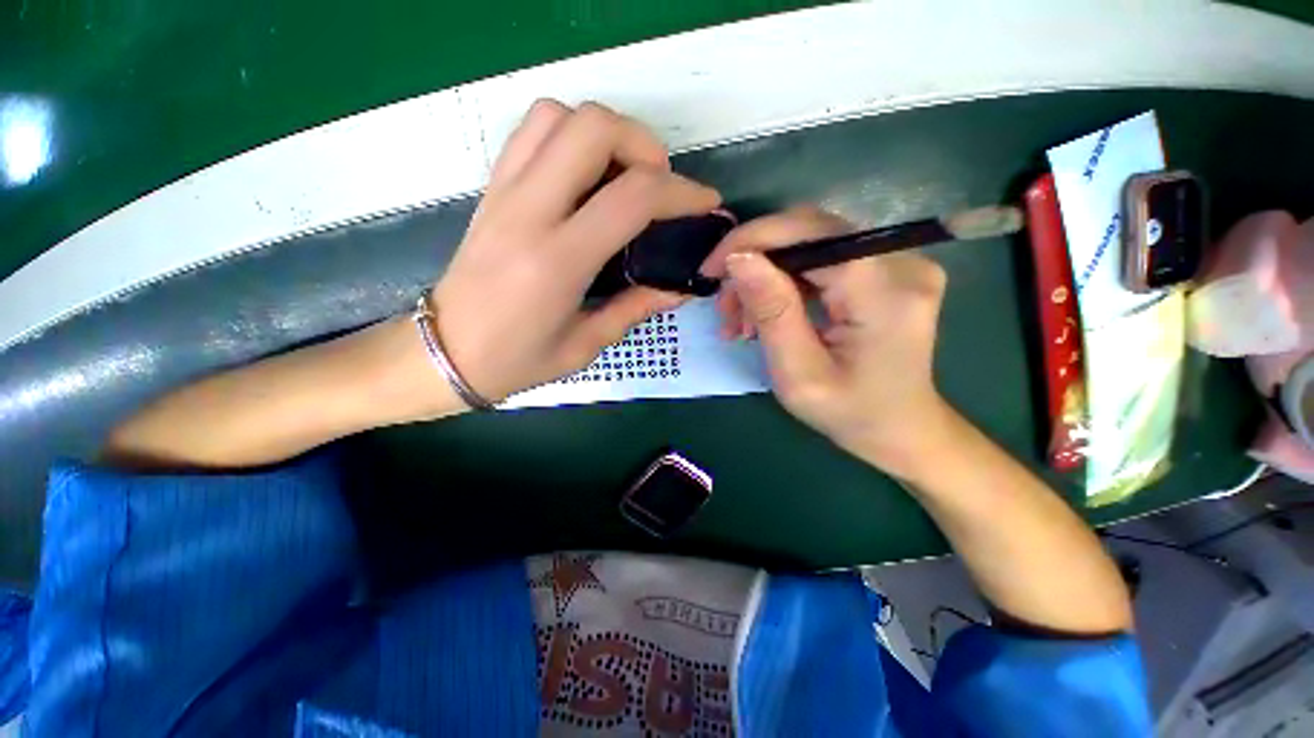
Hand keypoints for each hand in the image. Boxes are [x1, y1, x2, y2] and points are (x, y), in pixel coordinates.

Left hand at [431, 100, 721, 401]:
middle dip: (644, 145)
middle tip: (660, 186)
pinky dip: (570, 135)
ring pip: (559, 115)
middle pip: (593, 128)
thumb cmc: (517, 361)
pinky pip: (532, 132)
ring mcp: (504, 192)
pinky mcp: (492, 188)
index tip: (705, 204)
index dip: (682, 193)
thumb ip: (636, 307)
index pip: (632, 198)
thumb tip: (680, 287)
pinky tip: (586, 175)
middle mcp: (528, 212)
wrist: (445, 352)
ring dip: (605, 133)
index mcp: (557, 261)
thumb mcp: (586, 345)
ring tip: (624, 175)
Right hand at [702, 207, 954, 477]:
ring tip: (742, 321)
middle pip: (809, 232)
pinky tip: (768, 312)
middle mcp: (902, 262)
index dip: (752, 240)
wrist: (902, 429)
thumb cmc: (850, 413)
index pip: (809, 232)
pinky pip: (824, 259)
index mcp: (884, 291)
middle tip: (726, 306)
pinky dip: (787, 281)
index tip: (711, 270)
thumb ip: (771, 312)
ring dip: (767, 276)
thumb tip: (738, 259)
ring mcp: (900, 262)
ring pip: (811, 245)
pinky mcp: (890, 270)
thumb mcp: (799, 374)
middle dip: (755, 263)